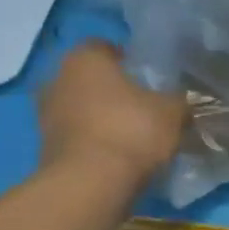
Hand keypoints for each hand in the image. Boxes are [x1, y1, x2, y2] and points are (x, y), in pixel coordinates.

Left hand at [36, 40, 185, 185]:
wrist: (91, 183)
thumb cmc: (132, 130)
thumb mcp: (173, 110)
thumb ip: (178, 99)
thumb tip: (182, 100)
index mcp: (85, 60)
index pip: (104, 46)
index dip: (128, 58)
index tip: (149, 74)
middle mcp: (57, 79)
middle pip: (90, 77)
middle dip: (114, 88)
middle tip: (145, 102)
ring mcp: (46, 114)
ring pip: (82, 106)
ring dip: (103, 115)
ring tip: (135, 130)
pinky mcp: (47, 146)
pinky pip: (78, 133)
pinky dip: (96, 138)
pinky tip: (121, 151)